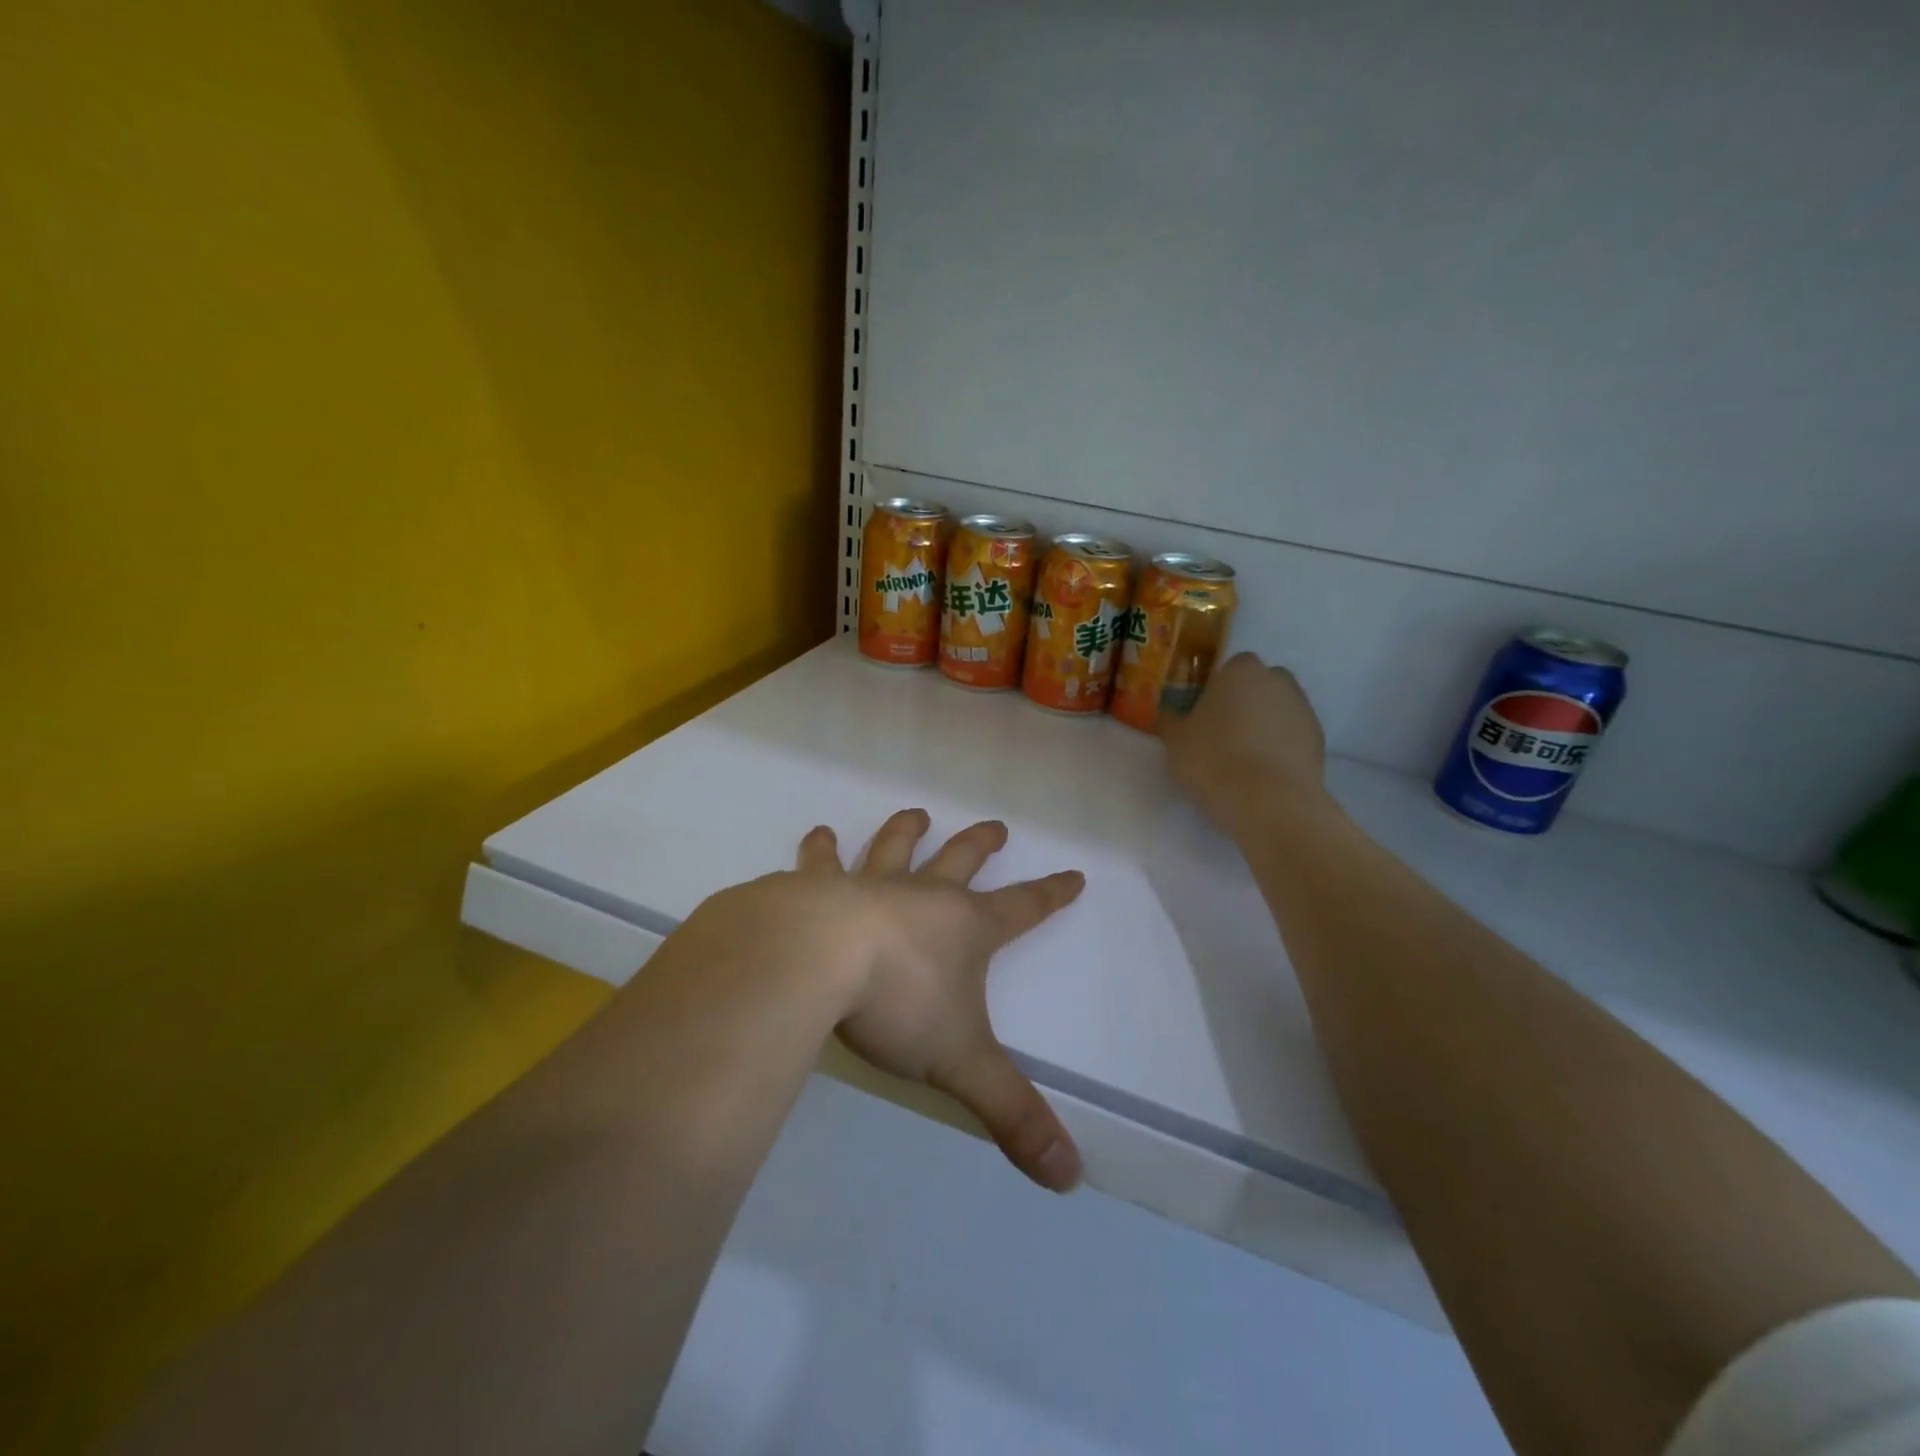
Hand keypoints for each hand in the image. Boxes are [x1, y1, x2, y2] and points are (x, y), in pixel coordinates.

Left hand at [796, 810, 1085, 1192]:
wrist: (812, 960)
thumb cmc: (896, 1005)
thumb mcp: (961, 1065)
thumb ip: (1013, 1116)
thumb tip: (1070, 1178)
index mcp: (964, 929)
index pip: (1023, 908)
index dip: (1051, 894)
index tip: (1073, 874)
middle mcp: (921, 897)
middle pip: (960, 860)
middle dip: (981, 844)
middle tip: (996, 826)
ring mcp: (867, 887)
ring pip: (894, 848)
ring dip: (906, 830)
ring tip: (914, 813)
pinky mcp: (814, 889)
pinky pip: (821, 863)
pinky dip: (820, 849)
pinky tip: (818, 835)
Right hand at [1160, 652, 1329, 827]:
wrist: (1269, 802)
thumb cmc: (1213, 759)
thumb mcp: (1175, 741)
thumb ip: (1171, 721)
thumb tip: (1168, 714)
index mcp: (1241, 671)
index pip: (1229, 667)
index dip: (1215, 689)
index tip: (1203, 713)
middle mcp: (1278, 681)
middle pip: (1258, 685)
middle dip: (1244, 703)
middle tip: (1221, 734)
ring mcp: (1304, 710)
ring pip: (1277, 711)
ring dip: (1263, 726)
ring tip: (1242, 760)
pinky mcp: (1319, 742)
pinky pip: (1292, 737)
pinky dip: (1280, 748)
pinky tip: (1262, 774)